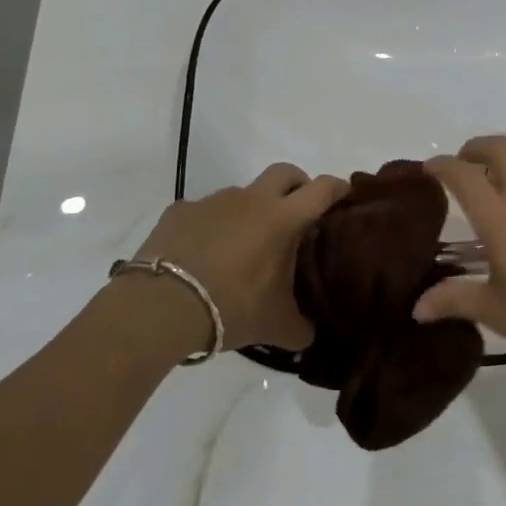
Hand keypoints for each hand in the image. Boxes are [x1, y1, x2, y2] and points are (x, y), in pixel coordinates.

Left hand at [131, 164, 346, 351]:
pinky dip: (211, 226)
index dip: (338, 188)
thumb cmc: (231, 307)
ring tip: (244, 246)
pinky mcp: (180, 211)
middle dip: (297, 185)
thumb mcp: (276, 325)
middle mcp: (252, 200)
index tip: (345, 195)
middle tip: (298, 212)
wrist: (161, 306)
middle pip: (285, 172)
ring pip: (243, 193)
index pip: (322, 189)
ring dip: (251, 210)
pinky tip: (204, 254)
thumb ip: (301, 326)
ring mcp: (213, 201)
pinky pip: (204, 212)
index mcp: (283, 219)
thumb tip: (310, 333)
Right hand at [416, 137, 505, 367]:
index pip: (462, 175)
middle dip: (475, 149)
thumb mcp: (500, 313)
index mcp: (500, 218)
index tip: (430, 169)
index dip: (442, 166)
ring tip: (503, 167)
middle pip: (497, 148)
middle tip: (467, 164)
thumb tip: (417, 308)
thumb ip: (456, 301)